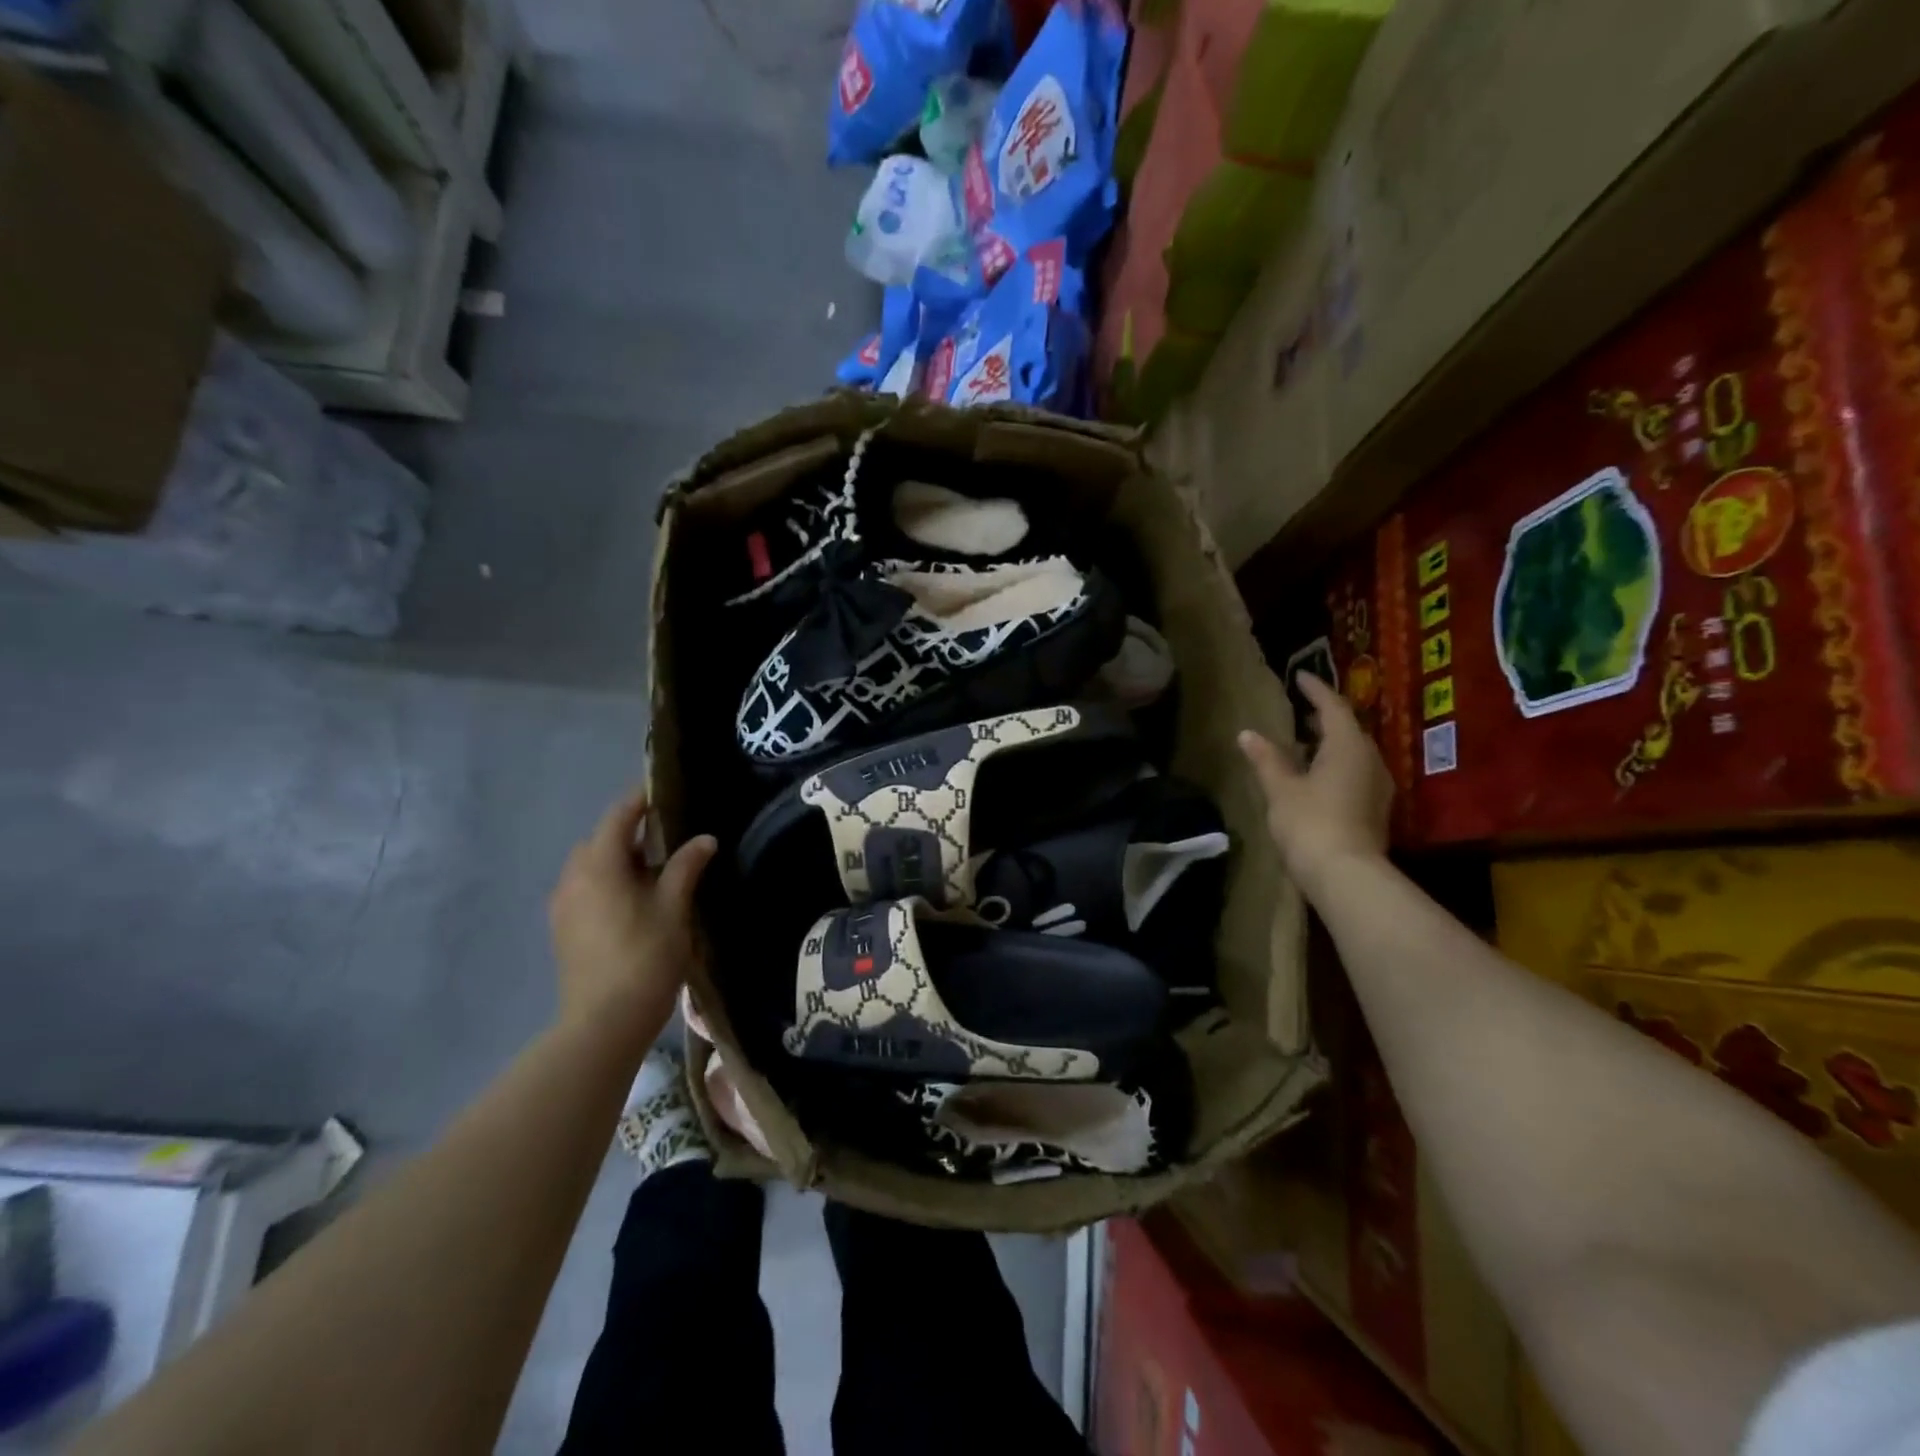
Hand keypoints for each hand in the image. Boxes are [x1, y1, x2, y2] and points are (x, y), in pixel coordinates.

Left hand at [548, 789, 716, 1044]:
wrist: (604, 1022)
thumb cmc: (645, 956)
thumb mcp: (674, 907)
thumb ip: (686, 867)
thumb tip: (704, 839)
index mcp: (598, 865)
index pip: (618, 816)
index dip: (641, 799)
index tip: (665, 790)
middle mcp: (572, 878)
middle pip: (600, 840)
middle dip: (630, 832)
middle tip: (668, 836)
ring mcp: (563, 906)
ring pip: (591, 867)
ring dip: (619, 860)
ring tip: (656, 871)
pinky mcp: (563, 931)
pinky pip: (586, 890)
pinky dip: (608, 883)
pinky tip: (636, 902)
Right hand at [1239, 673, 1392, 892]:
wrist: (1346, 875)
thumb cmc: (1310, 822)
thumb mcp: (1281, 788)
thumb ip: (1266, 759)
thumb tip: (1247, 734)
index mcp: (1347, 745)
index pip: (1332, 706)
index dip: (1315, 689)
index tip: (1300, 676)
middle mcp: (1370, 759)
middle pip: (1347, 728)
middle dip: (1324, 717)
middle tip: (1301, 710)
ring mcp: (1377, 785)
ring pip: (1353, 752)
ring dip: (1330, 743)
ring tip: (1304, 742)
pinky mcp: (1375, 808)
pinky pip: (1355, 772)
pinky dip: (1336, 764)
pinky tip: (1316, 775)